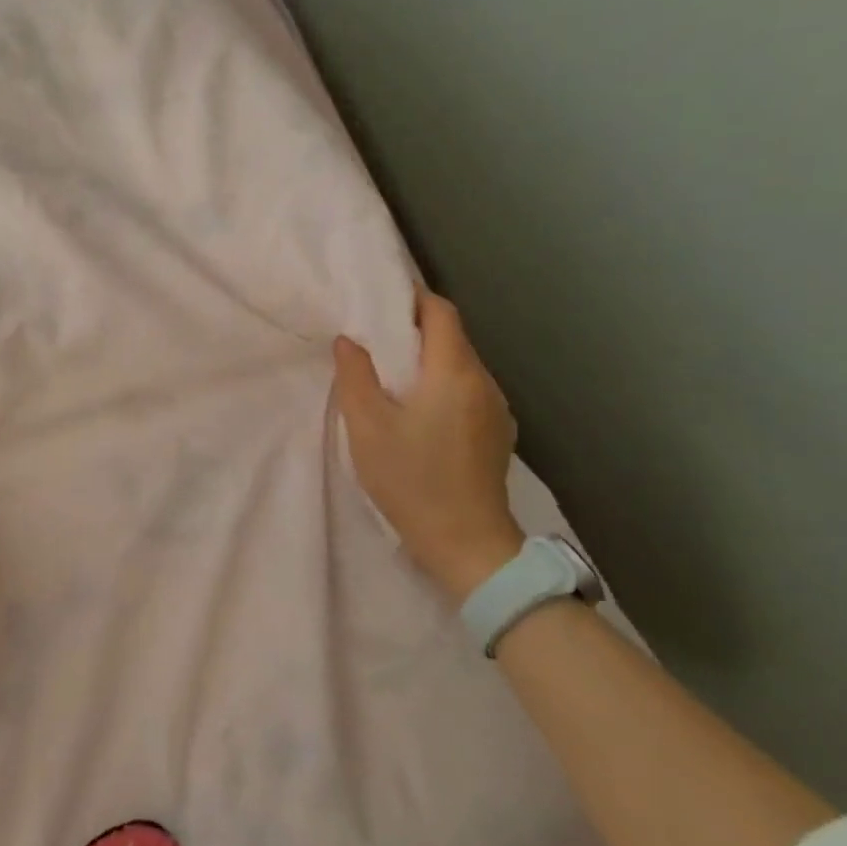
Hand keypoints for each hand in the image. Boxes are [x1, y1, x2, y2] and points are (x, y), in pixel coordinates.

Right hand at [333, 286, 525, 602]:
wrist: (468, 545)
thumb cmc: (412, 480)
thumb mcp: (368, 427)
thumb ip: (356, 376)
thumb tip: (349, 340)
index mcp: (454, 371)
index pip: (441, 312)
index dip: (412, 299)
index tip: (379, 304)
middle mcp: (484, 382)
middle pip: (452, 337)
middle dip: (414, 331)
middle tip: (373, 342)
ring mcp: (497, 409)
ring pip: (460, 366)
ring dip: (428, 362)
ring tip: (392, 379)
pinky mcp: (497, 434)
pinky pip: (468, 392)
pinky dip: (442, 386)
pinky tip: (419, 413)